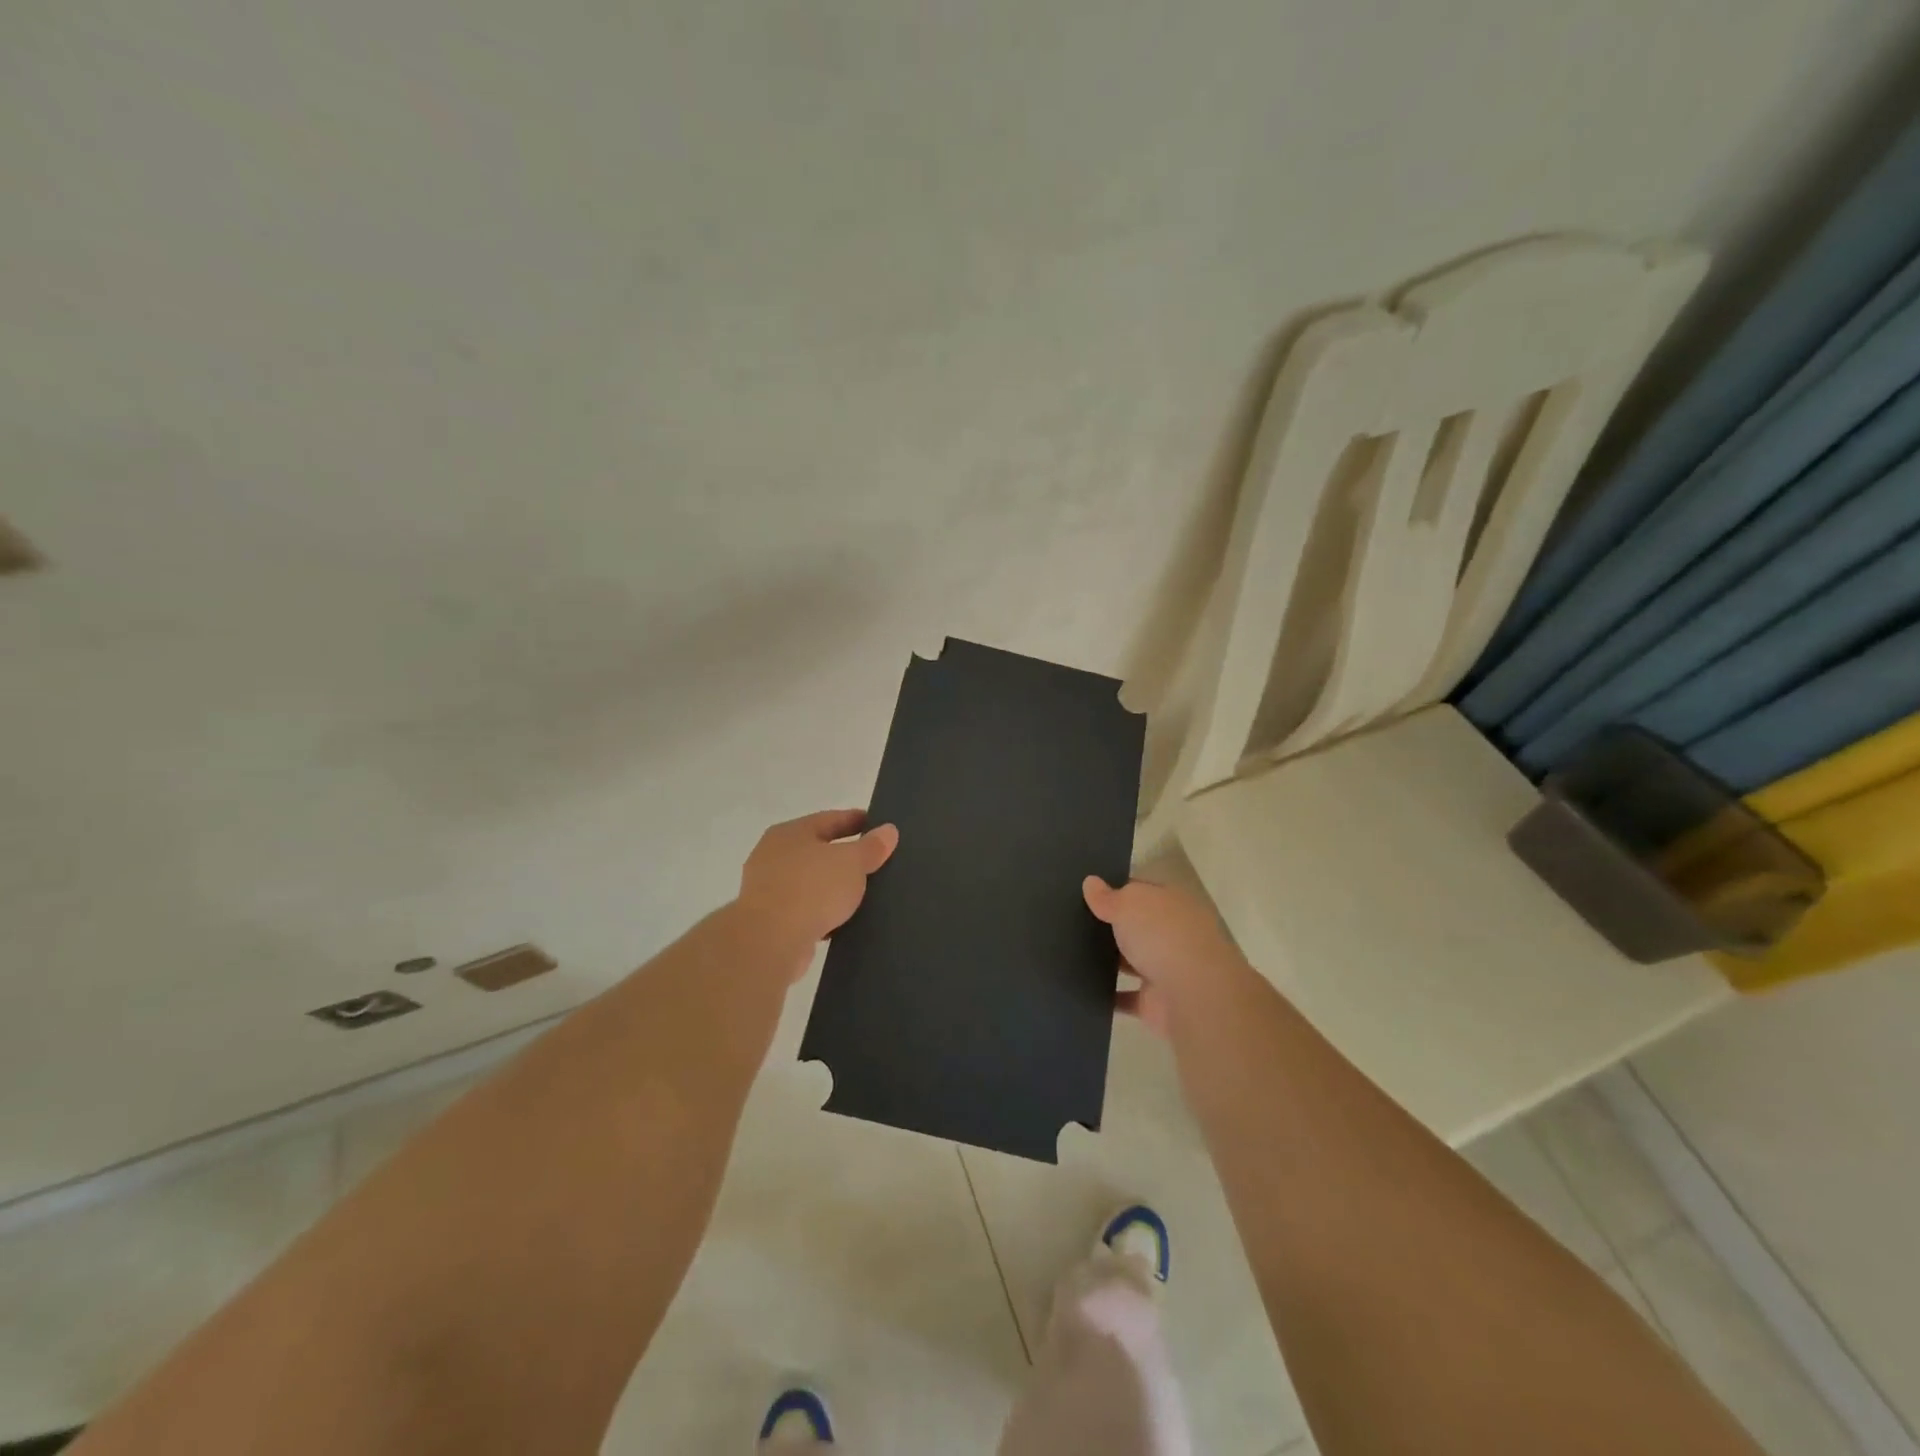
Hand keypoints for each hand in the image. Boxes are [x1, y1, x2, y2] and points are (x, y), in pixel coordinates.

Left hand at [736, 810, 898, 977]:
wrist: (770, 941)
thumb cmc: (812, 889)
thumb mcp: (852, 862)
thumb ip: (871, 846)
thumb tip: (888, 830)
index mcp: (790, 832)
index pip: (829, 819)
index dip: (855, 820)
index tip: (877, 825)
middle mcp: (773, 855)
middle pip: (817, 849)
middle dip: (844, 855)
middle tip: (873, 859)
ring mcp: (767, 889)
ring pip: (810, 881)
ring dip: (832, 886)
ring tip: (862, 892)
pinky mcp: (769, 920)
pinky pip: (804, 909)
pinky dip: (822, 911)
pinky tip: (842, 920)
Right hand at [1083, 875, 1247, 1035]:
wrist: (1194, 996)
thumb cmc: (1162, 936)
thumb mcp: (1129, 904)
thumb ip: (1108, 897)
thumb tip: (1090, 882)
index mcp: (1172, 903)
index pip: (1142, 891)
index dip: (1116, 890)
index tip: (1086, 893)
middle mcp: (1172, 933)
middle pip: (1137, 926)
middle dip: (1111, 926)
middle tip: (1070, 922)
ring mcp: (1166, 969)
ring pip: (1131, 961)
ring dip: (1109, 961)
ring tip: (1069, 953)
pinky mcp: (1155, 1002)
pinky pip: (1125, 996)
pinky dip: (1109, 995)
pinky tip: (1082, 988)